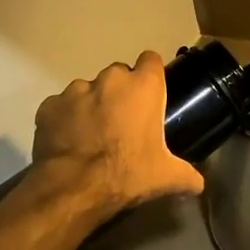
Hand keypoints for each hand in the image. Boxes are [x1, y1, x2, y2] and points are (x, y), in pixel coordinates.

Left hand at [32, 51, 204, 218]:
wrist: (74, 188)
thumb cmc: (128, 173)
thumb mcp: (166, 177)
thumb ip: (188, 175)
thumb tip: (200, 184)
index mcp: (143, 87)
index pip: (151, 60)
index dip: (151, 75)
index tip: (150, 94)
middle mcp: (110, 80)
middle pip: (119, 75)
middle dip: (120, 93)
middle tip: (122, 122)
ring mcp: (75, 90)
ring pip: (88, 89)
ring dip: (91, 105)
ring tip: (92, 134)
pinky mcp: (49, 106)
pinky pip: (61, 107)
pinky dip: (65, 119)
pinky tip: (68, 141)